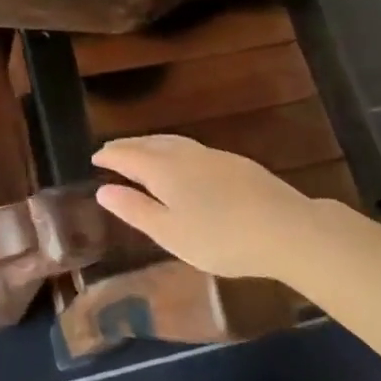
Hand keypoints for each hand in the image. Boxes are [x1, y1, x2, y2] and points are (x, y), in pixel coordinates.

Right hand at [93, 135, 331, 281]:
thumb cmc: (221, 238)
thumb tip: (102, 189)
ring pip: (172, 142)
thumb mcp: (170, 233)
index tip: (95, 157)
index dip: (110, 155)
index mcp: (164, 169)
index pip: (128, 155)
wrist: (286, 228)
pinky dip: (173, 150)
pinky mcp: (234, 163)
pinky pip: (191, 148)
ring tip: (141, 152)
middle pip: (150, 143)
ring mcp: (212, 155)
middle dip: (128, 146)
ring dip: (151, 144)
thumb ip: (135, 210)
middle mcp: (185, 154)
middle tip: (112, 151)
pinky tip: (181, 164)